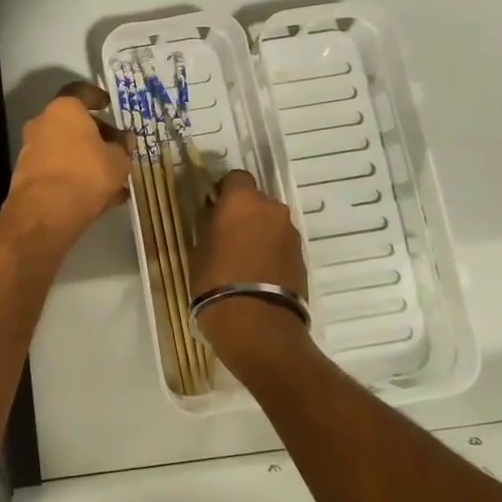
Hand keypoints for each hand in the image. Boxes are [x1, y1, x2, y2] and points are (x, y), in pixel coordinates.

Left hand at [4, 83, 130, 242]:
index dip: (97, 97)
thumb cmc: (87, 174)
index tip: (109, 105)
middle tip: (116, 147)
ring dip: (85, 158)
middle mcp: (42, 123)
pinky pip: (57, 170)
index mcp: (64, 109)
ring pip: (65, 148)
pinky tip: (97, 197)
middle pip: (72, 123)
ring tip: (112, 178)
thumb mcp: (118, 160)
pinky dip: (74, 177)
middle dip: (95, 134)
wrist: (45, 213)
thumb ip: (122, 147)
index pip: (81, 92)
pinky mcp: (27, 176)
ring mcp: (31, 150)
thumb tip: (124, 140)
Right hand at [192, 170, 308, 299]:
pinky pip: (282, 245)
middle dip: (244, 214)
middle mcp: (272, 209)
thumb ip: (209, 223)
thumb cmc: (216, 280)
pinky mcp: (302, 257)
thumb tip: (213, 211)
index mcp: (243, 200)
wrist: (256, 323)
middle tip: (228, 237)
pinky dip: (272, 253)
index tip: (214, 209)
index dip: (225, 191)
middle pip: (257, 202)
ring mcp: (291, 233)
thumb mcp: (199, 248)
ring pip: (271, 224)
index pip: (236, 178)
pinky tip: (259, 275)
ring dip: (260, 234)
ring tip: (244, 261)